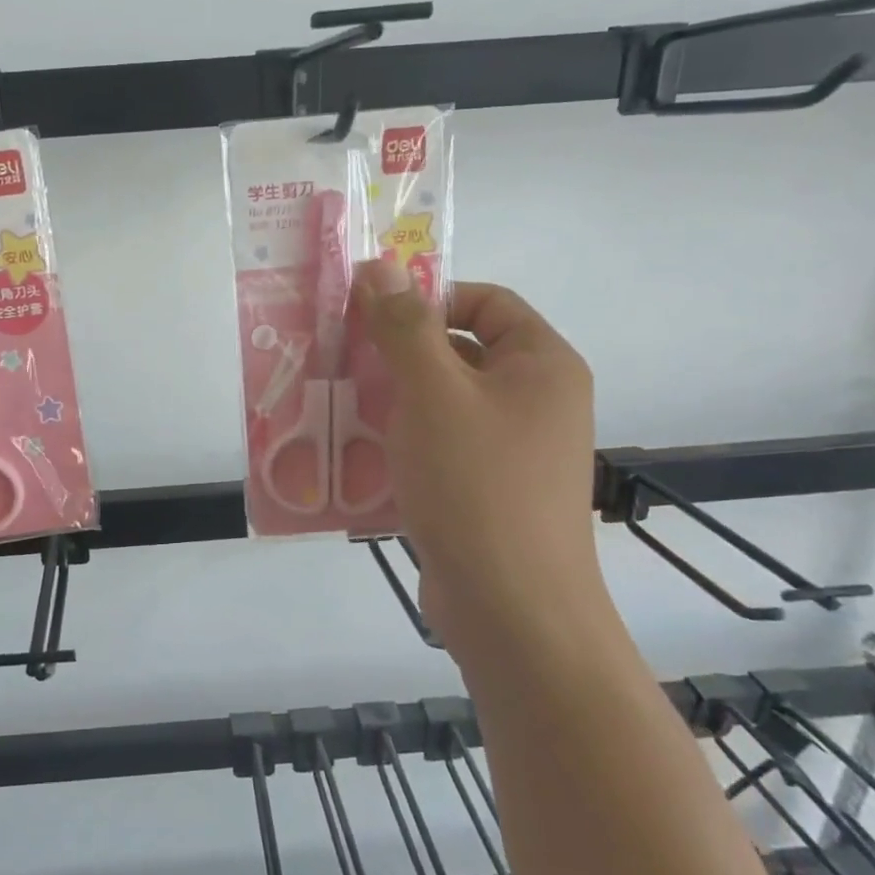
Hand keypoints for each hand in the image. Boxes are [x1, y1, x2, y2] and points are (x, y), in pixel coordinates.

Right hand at [356, 259, 601, 654]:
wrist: (512, 609)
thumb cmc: (477, 485)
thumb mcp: (434, 394)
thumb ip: (405, 327)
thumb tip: (380, 265)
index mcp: (541, 365)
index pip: (485, 301)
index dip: (428, 296)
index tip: (370, 312)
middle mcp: (534, 402)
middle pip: (459, 352)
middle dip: (396, 352)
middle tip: (338, 354)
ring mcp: (511, 451)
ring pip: (441, 404)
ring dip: (390, 399)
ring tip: (333, 401)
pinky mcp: (485, 491)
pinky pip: (438, 447)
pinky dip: (400, 443)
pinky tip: (354, 452)